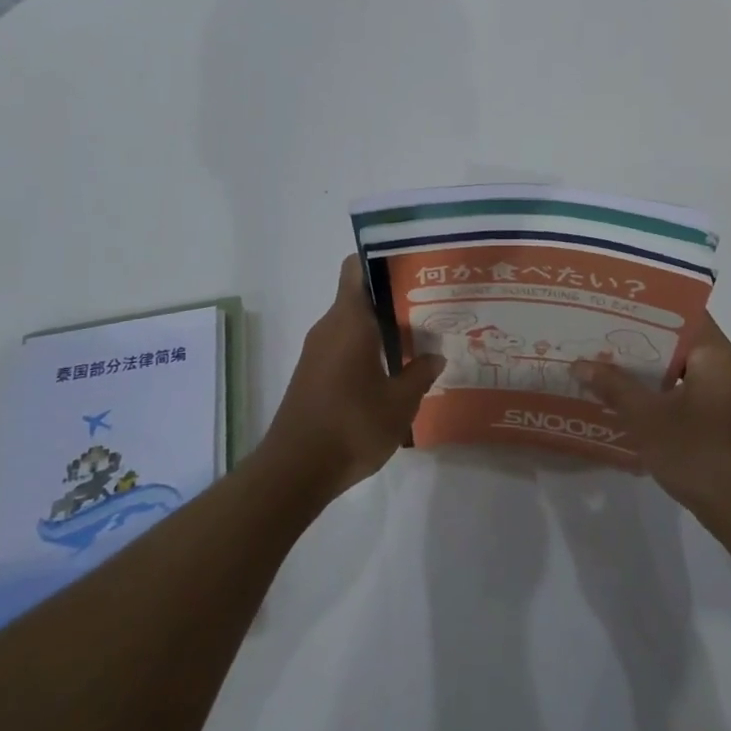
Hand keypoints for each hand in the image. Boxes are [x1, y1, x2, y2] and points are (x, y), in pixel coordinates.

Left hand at [258, 256, 444, 501]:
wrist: (295, 471)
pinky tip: (394, 370)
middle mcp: (329, 328)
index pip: (356, 268)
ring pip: (353, 324)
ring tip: (420, 338)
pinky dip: (368, 349)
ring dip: (382, 327)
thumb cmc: (352, 425)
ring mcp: (317, 352)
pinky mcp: (313, 375)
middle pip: (360, 296)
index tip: (412, 266)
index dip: (381, 259)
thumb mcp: (400, 402)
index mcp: (349, 321)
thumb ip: (420, 374)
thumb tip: (435, 356)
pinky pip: (344, 346)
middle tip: (431, 305)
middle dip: (393, 298)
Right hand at [572, 314, 730, 519]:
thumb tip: (581, 364)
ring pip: (686, 370)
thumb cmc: (697, 453)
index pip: (683, 314)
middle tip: (604, 338)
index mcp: (717, 355)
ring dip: (653, 370)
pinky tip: (637, 402)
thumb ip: (614, 386)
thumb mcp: (647, 418)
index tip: (616, 308)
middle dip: (643, 342)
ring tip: (613, 367)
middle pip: (682, 342)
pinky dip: (668, 392)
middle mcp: (730, 367)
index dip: (648, 310)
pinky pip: (694, 391)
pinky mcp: (730, 420)